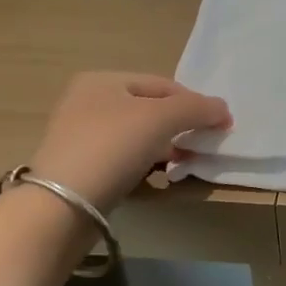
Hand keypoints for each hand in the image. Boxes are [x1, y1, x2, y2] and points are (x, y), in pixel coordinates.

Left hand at [28, 72, 231, 211]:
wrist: (61, 205)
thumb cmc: (112, 146)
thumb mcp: (162, 118)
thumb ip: (198, 108)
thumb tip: (224, 110)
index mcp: (102, 80)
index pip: (163, 85)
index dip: (195, 102)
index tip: (219, 126)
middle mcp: (86, 102)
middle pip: (150, 109)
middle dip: (181, 127)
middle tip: (202, 146)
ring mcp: (80, 136)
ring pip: (138, 136)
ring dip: (166, 147)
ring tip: (185, 164)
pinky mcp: (80, 168)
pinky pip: (124, 159)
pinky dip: (146, 164)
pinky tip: (159, 178)